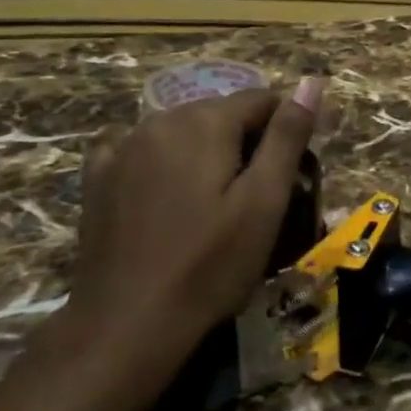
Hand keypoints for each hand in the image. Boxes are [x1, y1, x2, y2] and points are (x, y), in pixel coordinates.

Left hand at [67, 79, 325, 351]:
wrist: (124, 328)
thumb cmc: (208, 266)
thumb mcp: (264, 202)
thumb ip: (288, 136)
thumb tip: (312, 81)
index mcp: (205, 121)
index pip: (262, 100)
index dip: (284, 130)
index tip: (290, 173)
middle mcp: (162, 120)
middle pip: (221, 113)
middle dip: (244, 142)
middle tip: (255, 198)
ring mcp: (123, 148)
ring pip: (183, 131)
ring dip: (205, 153)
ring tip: (213, 205)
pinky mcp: (98, 178)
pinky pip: (140, 151)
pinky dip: (160, 163)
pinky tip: (163, 195)